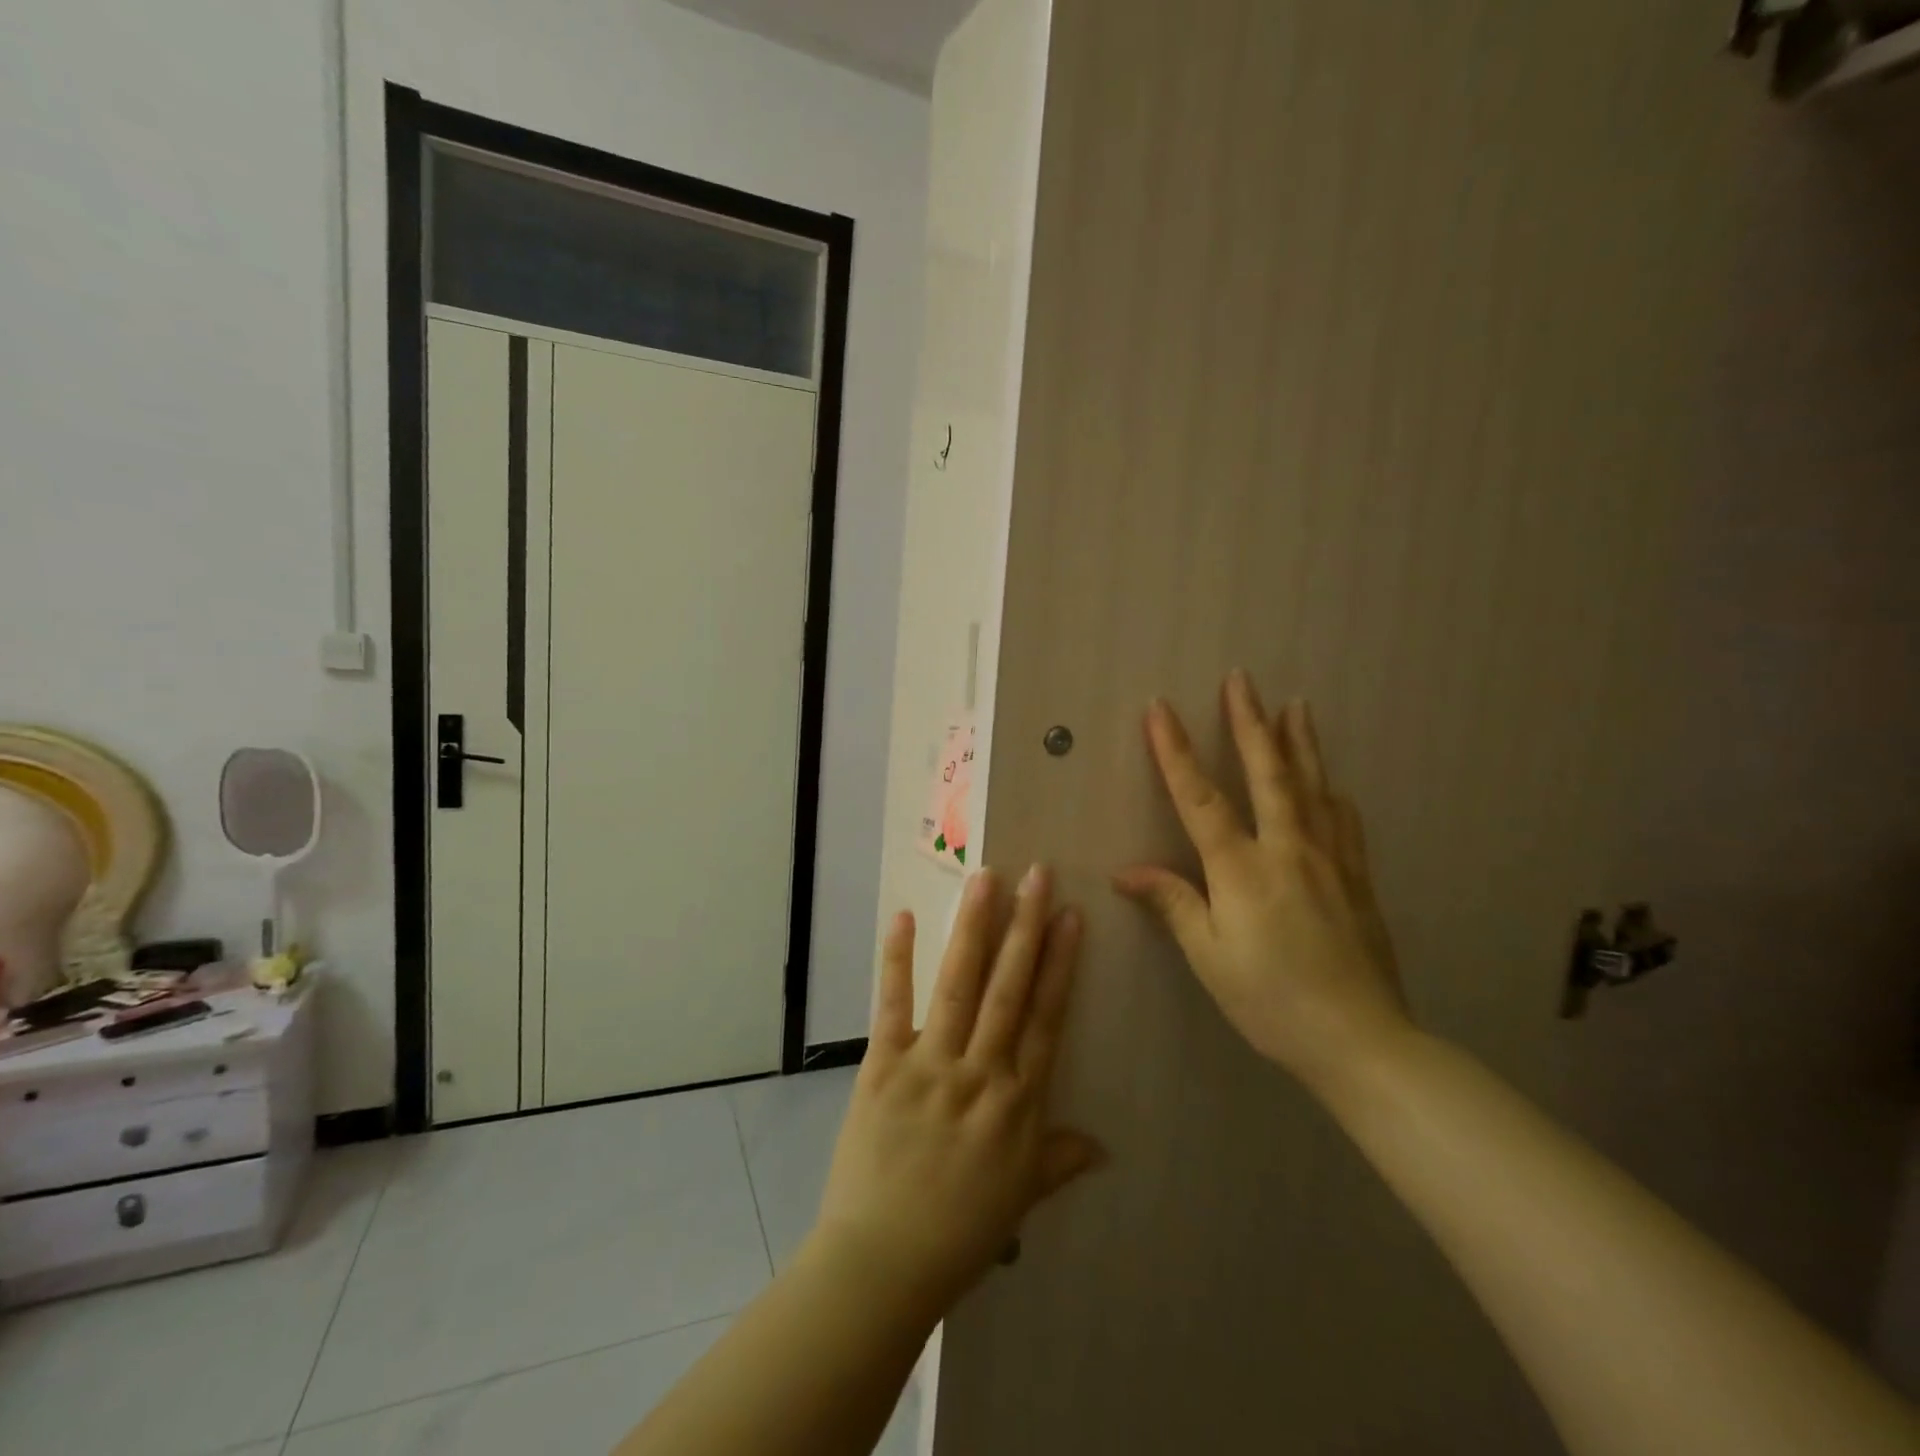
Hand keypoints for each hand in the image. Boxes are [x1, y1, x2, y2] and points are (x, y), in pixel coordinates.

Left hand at [810, 868, 1104, 1314]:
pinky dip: (897, 961)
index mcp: (1017, 1102)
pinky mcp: (883, 1067)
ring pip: (959, 985)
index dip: (1061, 964)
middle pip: (1009, 988)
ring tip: (987, 880)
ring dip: (973, 929)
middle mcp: (980, 1073)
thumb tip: (1104, 1146)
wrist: (882, 1264)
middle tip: (1037, 874)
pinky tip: (903, 918)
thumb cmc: (958, 1233)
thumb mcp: (1020, 1198)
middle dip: (1025, 927)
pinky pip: (892, 1006)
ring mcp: (930, 1066)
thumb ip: (1059, 1160)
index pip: (1046, 1018)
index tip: (1070, 916)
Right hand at [1114, 672, 1411, 1097]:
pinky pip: (1343, 820)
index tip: (1160, 708)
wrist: (1361, 1040)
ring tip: (1295, 704)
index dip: (1176, 751)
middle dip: (1249, 721)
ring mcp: (1330, 859)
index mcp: (1242, 869)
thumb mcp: (1209, 958)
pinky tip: (1330, 781)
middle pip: (1267, 772)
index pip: (1200, 797)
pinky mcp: (1357, 877)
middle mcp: (1288, 849)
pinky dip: (1330, 790)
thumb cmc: (1271, 1001)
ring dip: (1299, 741)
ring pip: (1312, 786)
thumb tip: (1125, 871)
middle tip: (1241, 678)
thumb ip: (1173, 903)